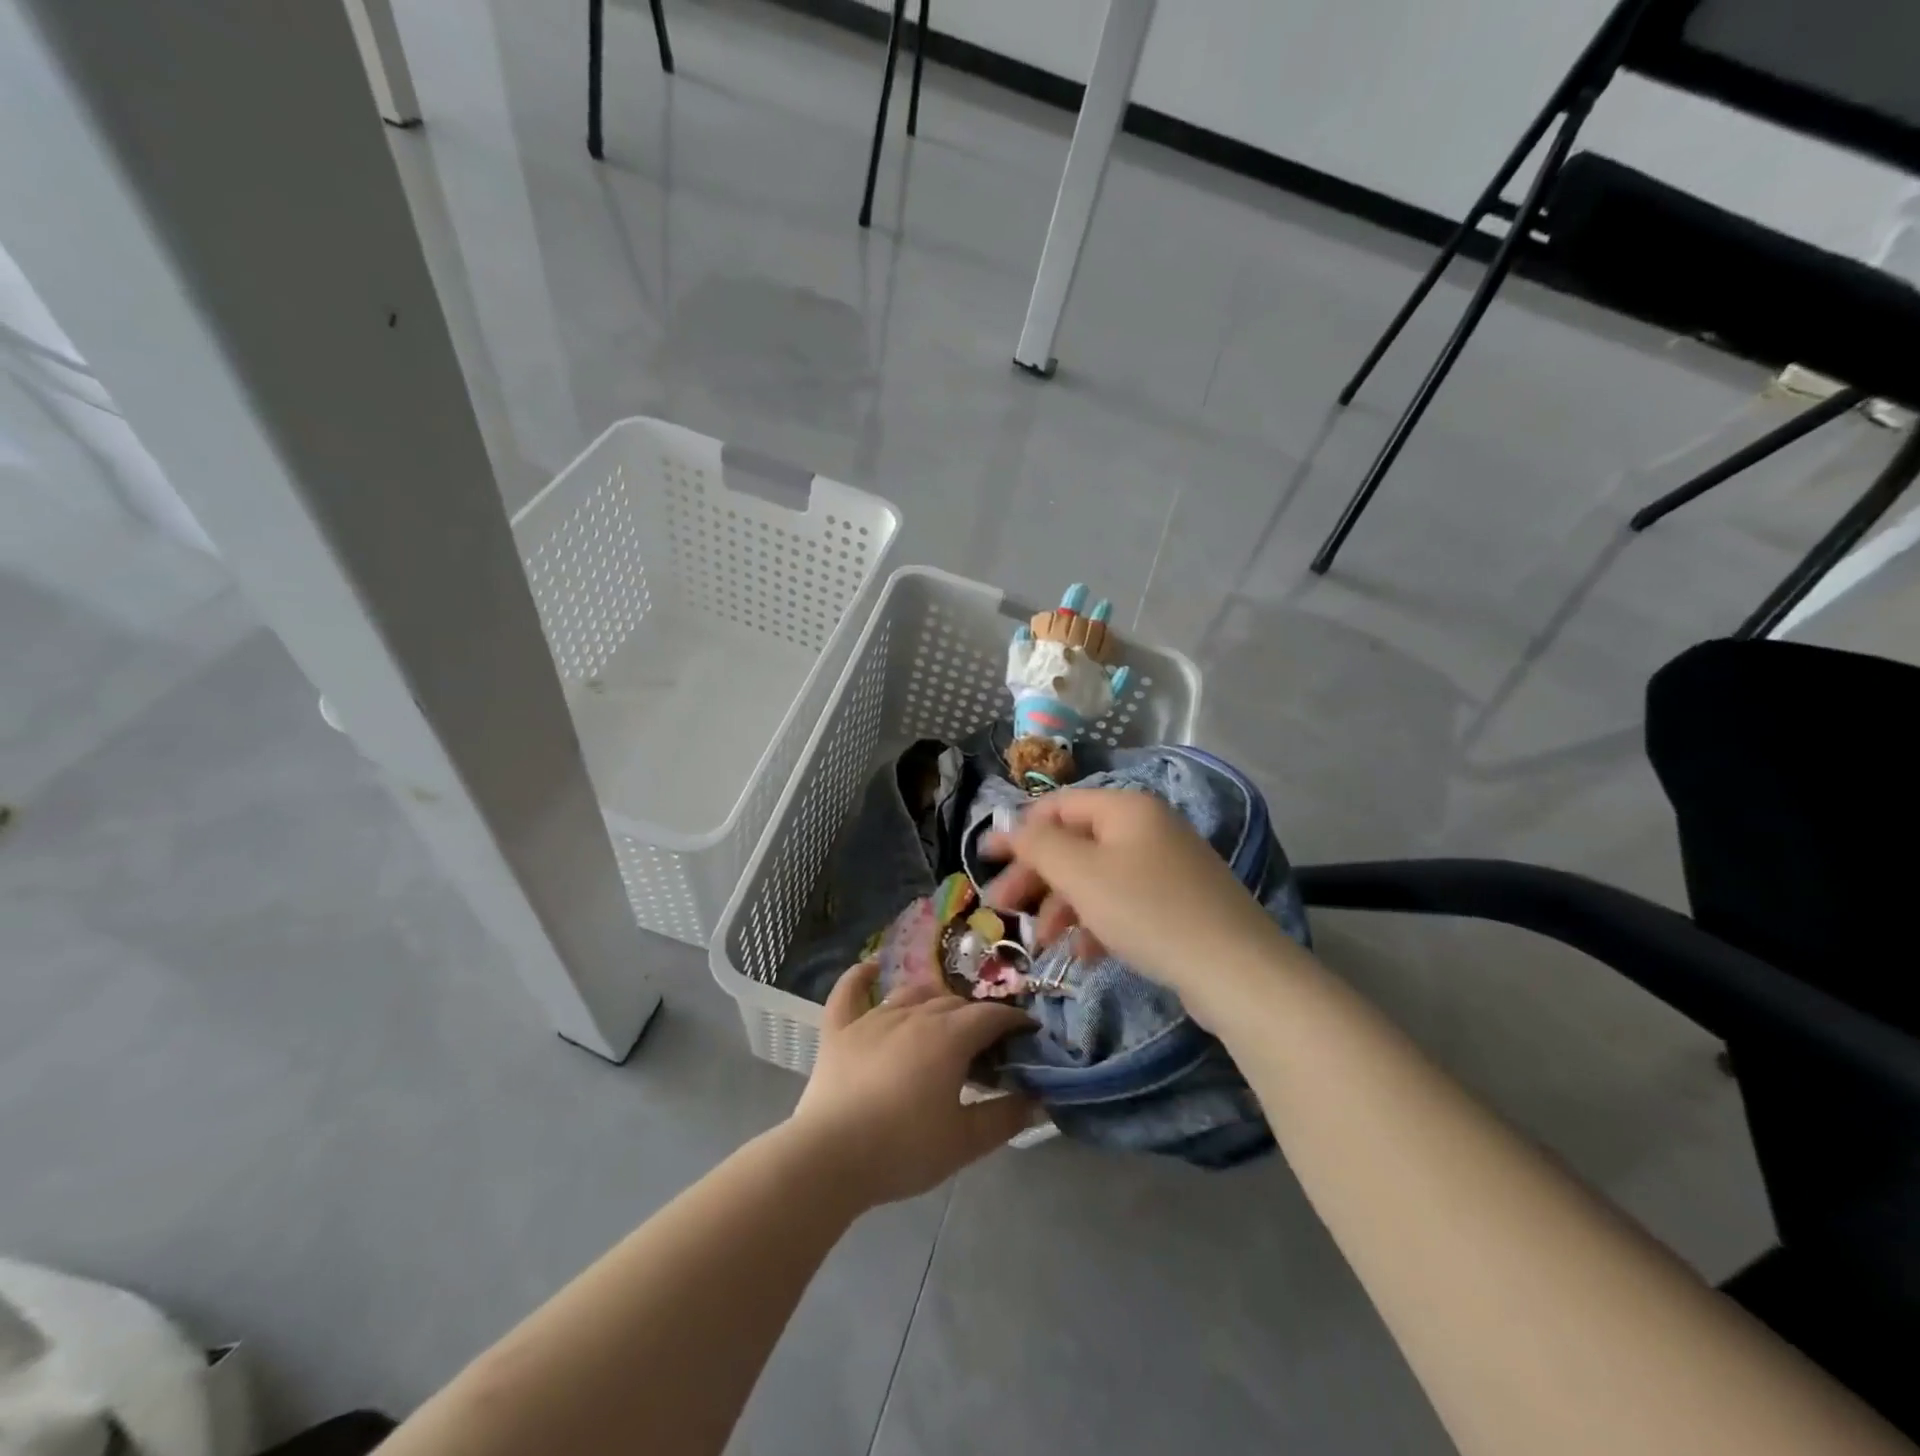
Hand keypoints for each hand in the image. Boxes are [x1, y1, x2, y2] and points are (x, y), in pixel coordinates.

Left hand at [790, 964, 1035, 1207]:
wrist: (829, 1158)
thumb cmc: (903, 1150)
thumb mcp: (965, 1143)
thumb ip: (1005, 1118)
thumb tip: (1036, 1100)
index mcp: (949, 1037)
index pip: (991, 1016)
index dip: (1015, 1020)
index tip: (1028, 1032)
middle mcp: (914, 1015)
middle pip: (954, 1003)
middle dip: (978, 1016)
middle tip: (989, 1042)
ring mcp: (873, 1018)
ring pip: (912, 994)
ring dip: (934, 1000)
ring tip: (946, 1016)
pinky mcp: (839, 1030)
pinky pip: (849, 992)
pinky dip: (861, 976)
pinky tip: (872, 967)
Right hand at [982, 789, 1294, 1025]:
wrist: (1236, 971)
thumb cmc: (1149, 912)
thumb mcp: (1082, 874)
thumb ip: (1038, 844)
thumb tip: (1007, 823)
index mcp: (1126, 808)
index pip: (1057, 806)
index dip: (1017, 831)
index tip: (983, 861)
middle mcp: (1147, 828)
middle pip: (1075, 843)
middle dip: (1037, 877)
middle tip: (1003, 909)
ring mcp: (1166, 866)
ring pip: (1096, 877)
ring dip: (1063, 906)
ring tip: (1044, 943)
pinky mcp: (1177, 903)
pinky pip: (1123, 902)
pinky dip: (1096, 923)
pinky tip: (1083, 953)